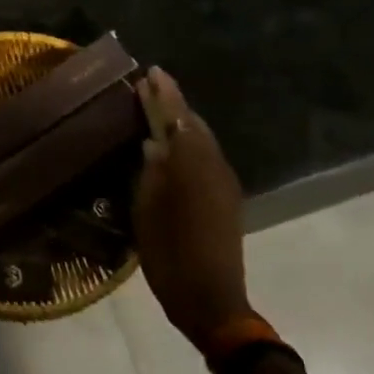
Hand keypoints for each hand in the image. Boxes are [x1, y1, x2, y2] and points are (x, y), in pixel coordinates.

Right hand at [133, 68, 251, 353]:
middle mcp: (213, 167)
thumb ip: (150, 173)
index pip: (176, 119)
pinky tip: (173, 148)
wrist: (213, 302)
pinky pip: (206, 157)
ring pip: (202, 141)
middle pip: (193, 125)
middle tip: (150, 88)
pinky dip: (190, 144)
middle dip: (173, 105)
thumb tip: (152, 145)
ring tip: (158, 111)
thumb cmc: (170, 256)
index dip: (163, 94)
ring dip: (182, 124)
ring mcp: (224, 184)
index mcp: (191, 166)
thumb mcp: (147, 212)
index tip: (152, 71)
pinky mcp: (227, 199)